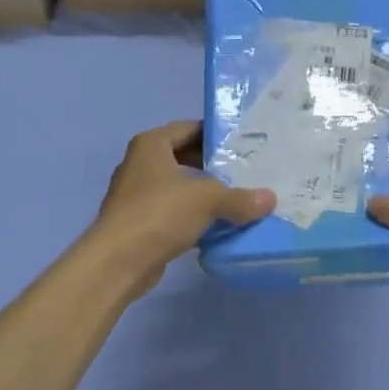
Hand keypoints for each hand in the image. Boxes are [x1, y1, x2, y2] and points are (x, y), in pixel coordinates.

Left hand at [89, 121, 274, 297]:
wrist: (118, 261)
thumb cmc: (159, 213)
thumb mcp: (206, 200)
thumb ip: (240, 198)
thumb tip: (270, 199)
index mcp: (151, 145)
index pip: (189, 128)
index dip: (216, 134)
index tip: (245, 144)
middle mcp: (141, 164)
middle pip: (185, 157)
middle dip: (214, 166)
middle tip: (248, 172)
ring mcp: (138, 195)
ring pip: (180, 188)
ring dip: (205, 194)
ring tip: (240, 199)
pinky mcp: (141, 223)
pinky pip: (174, 213)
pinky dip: (194, 217)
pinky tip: (220, 227)